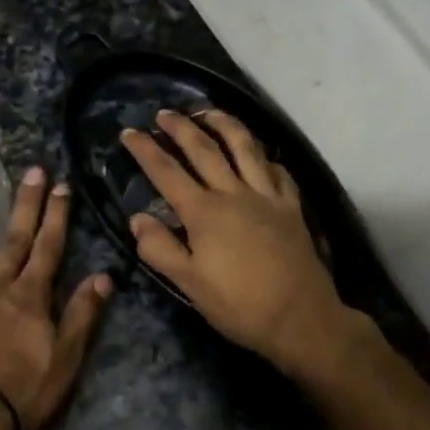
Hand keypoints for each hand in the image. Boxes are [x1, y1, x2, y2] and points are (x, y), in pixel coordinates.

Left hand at [0, 168, 112, 429]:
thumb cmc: (21, 394)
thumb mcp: (65, 360)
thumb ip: (82, 315)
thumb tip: (103, 276)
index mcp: (29, 298)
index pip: (48, 248)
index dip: (56, 216)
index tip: (61, 186)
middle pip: (13, 239)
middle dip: (25, 204)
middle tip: (31, 171)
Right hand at [121, 111, 350, 373]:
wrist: (301, 318)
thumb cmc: (239, 305)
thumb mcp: (189, 284)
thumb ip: (160, 249)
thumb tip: (137, 217)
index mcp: (204, 212)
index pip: (167, 172)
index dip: (145, 150)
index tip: (129, 132)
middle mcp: (234, 193)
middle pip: (204, 149)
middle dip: (181, 127)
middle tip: (164, 112)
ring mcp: (267, 196)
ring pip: (245, 147)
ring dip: (225, 124)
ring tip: (209, 112)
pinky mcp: (291, 206)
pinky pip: (278, 171)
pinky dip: (265, 157)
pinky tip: (260, 155)